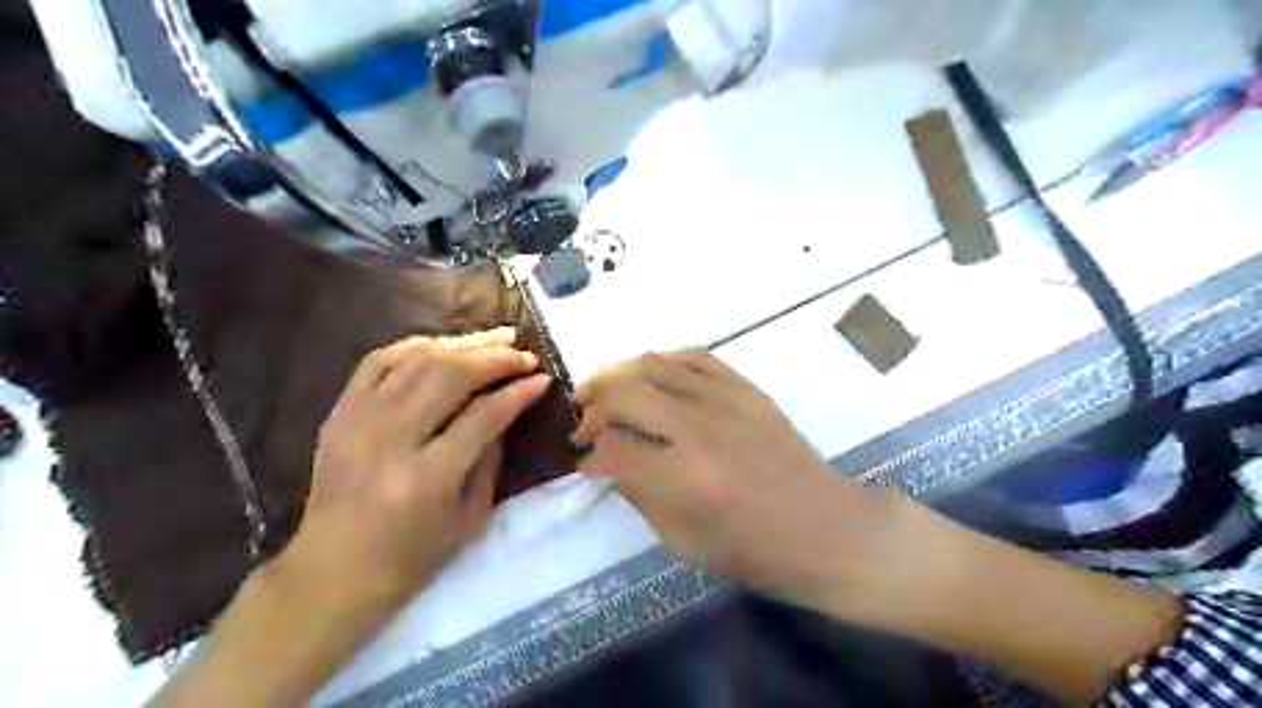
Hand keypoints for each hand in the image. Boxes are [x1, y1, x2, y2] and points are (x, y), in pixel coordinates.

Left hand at [150, 329, 552, 707]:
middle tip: (525, 355)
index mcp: (427, 477)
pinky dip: (417, 345)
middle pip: (450, 376)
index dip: (518, 393)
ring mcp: (358, 421)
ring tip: (498, 338)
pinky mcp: (339, 413)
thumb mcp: (470, 516)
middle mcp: (390, 440)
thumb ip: (491, 457)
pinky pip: (379, 360)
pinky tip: (446, 344)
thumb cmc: (412, 555)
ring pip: (418, 359)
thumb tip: (507, 407)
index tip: (543, 379)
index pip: (483, 416)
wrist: (333, 569)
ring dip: (464, 343)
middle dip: (496, 358)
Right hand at [574, 355, 1183, 707]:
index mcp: (685, 479)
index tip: (584, 462)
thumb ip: (640, 496)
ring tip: (607, 391)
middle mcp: (701, 429)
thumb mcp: (686, 543)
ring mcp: (727, 402)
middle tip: (584, 421)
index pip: (613, 450)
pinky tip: (652, 373)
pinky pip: (696, 357)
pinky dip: (665, 360)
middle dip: (593, 405)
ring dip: (621, 375)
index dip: (589, 456)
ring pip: (655, 365)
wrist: (830, 530)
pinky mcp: (747, 391)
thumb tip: (608, 464)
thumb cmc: (759, 552)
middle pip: (625, 392)